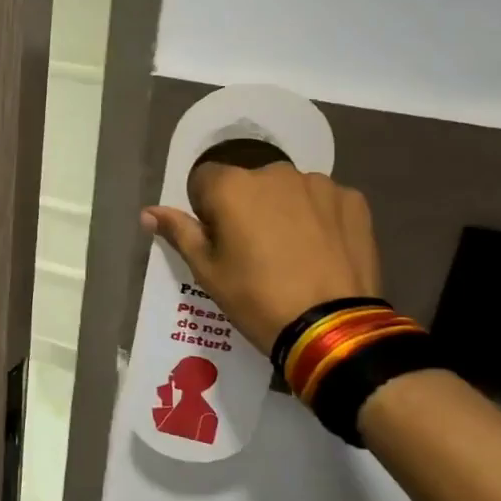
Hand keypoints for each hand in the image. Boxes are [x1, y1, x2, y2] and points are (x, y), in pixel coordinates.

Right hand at [143, 163, 381, 354]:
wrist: (331, 327)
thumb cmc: (256, 298)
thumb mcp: (207, 271)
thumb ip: (178, 232)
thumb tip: (148, 212)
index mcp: (231, 186)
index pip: (204, 179)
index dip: (206, 207)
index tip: (218, 239)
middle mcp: (274, 173)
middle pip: (248, 182)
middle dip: (246, 206)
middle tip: (254, 250)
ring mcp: (318, 184)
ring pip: (288, 190)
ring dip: (284, 209)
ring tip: (293, 253)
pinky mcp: (352, 200)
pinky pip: (324, 201)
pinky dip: (319, 218)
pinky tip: (322, 251)